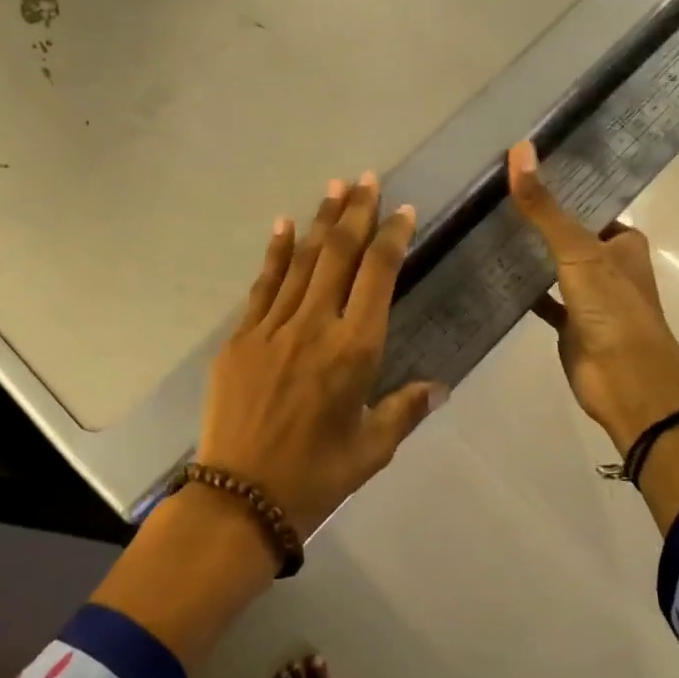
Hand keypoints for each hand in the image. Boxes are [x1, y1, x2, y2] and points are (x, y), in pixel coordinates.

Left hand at [196, 172, 446, 540]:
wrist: (240, 498)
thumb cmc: (316, 477)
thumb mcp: (372, 449)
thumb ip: (405, 410)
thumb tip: (438, 386)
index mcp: (355, 350)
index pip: (379, 276)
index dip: (392, 237)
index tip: (402, 211)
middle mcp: (315, 326)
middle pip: (340, 255)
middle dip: (356, 212)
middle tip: (367, 179)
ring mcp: (273, 328)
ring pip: (303, 261)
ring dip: (321, 221)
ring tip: (335, 187)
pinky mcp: (240, 338)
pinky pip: (263, 285)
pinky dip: (276, 253)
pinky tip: (285, 225)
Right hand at [507, 141, 678, 451]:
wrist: (624, 378)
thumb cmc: (611, 306)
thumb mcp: (577, 249)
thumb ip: (544, 206)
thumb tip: (519, 149)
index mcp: (624, 242)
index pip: (591, 205)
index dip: (563, 188)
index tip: (524, 170)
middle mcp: (609, 266)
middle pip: (570, 236)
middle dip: (540, 221)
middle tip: (494, 196)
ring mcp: (589, 298)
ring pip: (555, 268)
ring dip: (530, 255)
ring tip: (487, 227)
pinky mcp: (570, 325)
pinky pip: (542, 301)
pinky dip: (522, 291)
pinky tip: (492, 276)